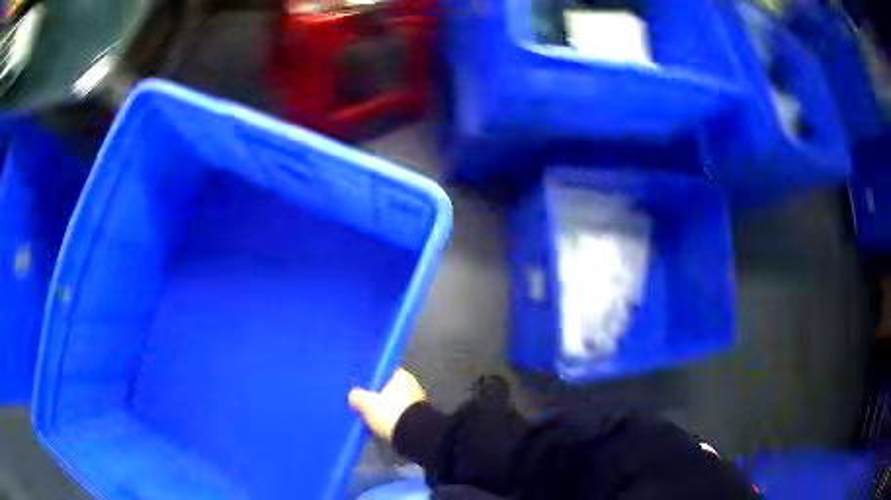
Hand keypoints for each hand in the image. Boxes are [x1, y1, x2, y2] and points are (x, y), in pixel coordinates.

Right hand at [349, 368, 426, 441]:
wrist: (414, 436)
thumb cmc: (391, 413)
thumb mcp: (367, 404)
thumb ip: (357, 396)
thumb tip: (353, 395)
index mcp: (402, 376)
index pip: (384, 372)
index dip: (372, 379)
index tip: (362, 387)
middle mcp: (413, 386)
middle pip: (389, 390)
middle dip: (377, 398)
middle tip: (363, 405)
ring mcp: (417, 404)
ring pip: (394, 405)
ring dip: (384, 412)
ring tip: (370, 420)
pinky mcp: (418, 419)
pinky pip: (399, 417)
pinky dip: (391, 422)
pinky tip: (380, 429)